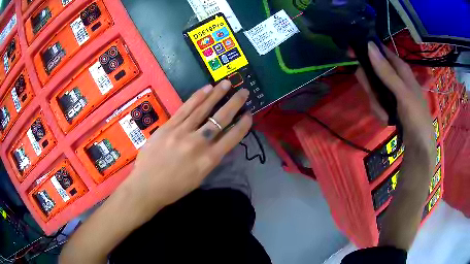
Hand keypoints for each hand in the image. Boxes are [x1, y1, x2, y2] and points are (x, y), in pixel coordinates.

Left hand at [120, 80, 251, 221]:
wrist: (147, 186)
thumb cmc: (174, 188)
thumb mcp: (199, 178)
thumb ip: (210, 159)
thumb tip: (217, 143)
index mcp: (209, 160)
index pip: (232, 138)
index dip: (243, 125)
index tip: (249, 114)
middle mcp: (199, 143)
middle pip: (220, 119)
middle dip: (234, 103)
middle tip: (244, 91)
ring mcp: (182, 132)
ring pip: (203, 109)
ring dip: (217, 94)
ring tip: (226, 83)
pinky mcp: (169, 126)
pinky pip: (186, 109)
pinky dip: (197, 97)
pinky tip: (206, 89)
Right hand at [356, 42, 435, 156]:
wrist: (419, 145)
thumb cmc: (416, 117)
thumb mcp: (402, 93)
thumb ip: (387, 71)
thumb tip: (369, 46)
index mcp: (400, 68)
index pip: (380, 50)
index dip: (365, 50)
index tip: (351, 54)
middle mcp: (395, 77)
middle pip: (373, 71)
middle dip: (371, 86)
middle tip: (374, 96)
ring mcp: (391, 92)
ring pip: (373, 89)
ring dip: (376, 103)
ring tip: (386, 115)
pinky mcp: (389, 105)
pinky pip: (377, 103)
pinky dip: (379, 112)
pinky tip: (387, 120)